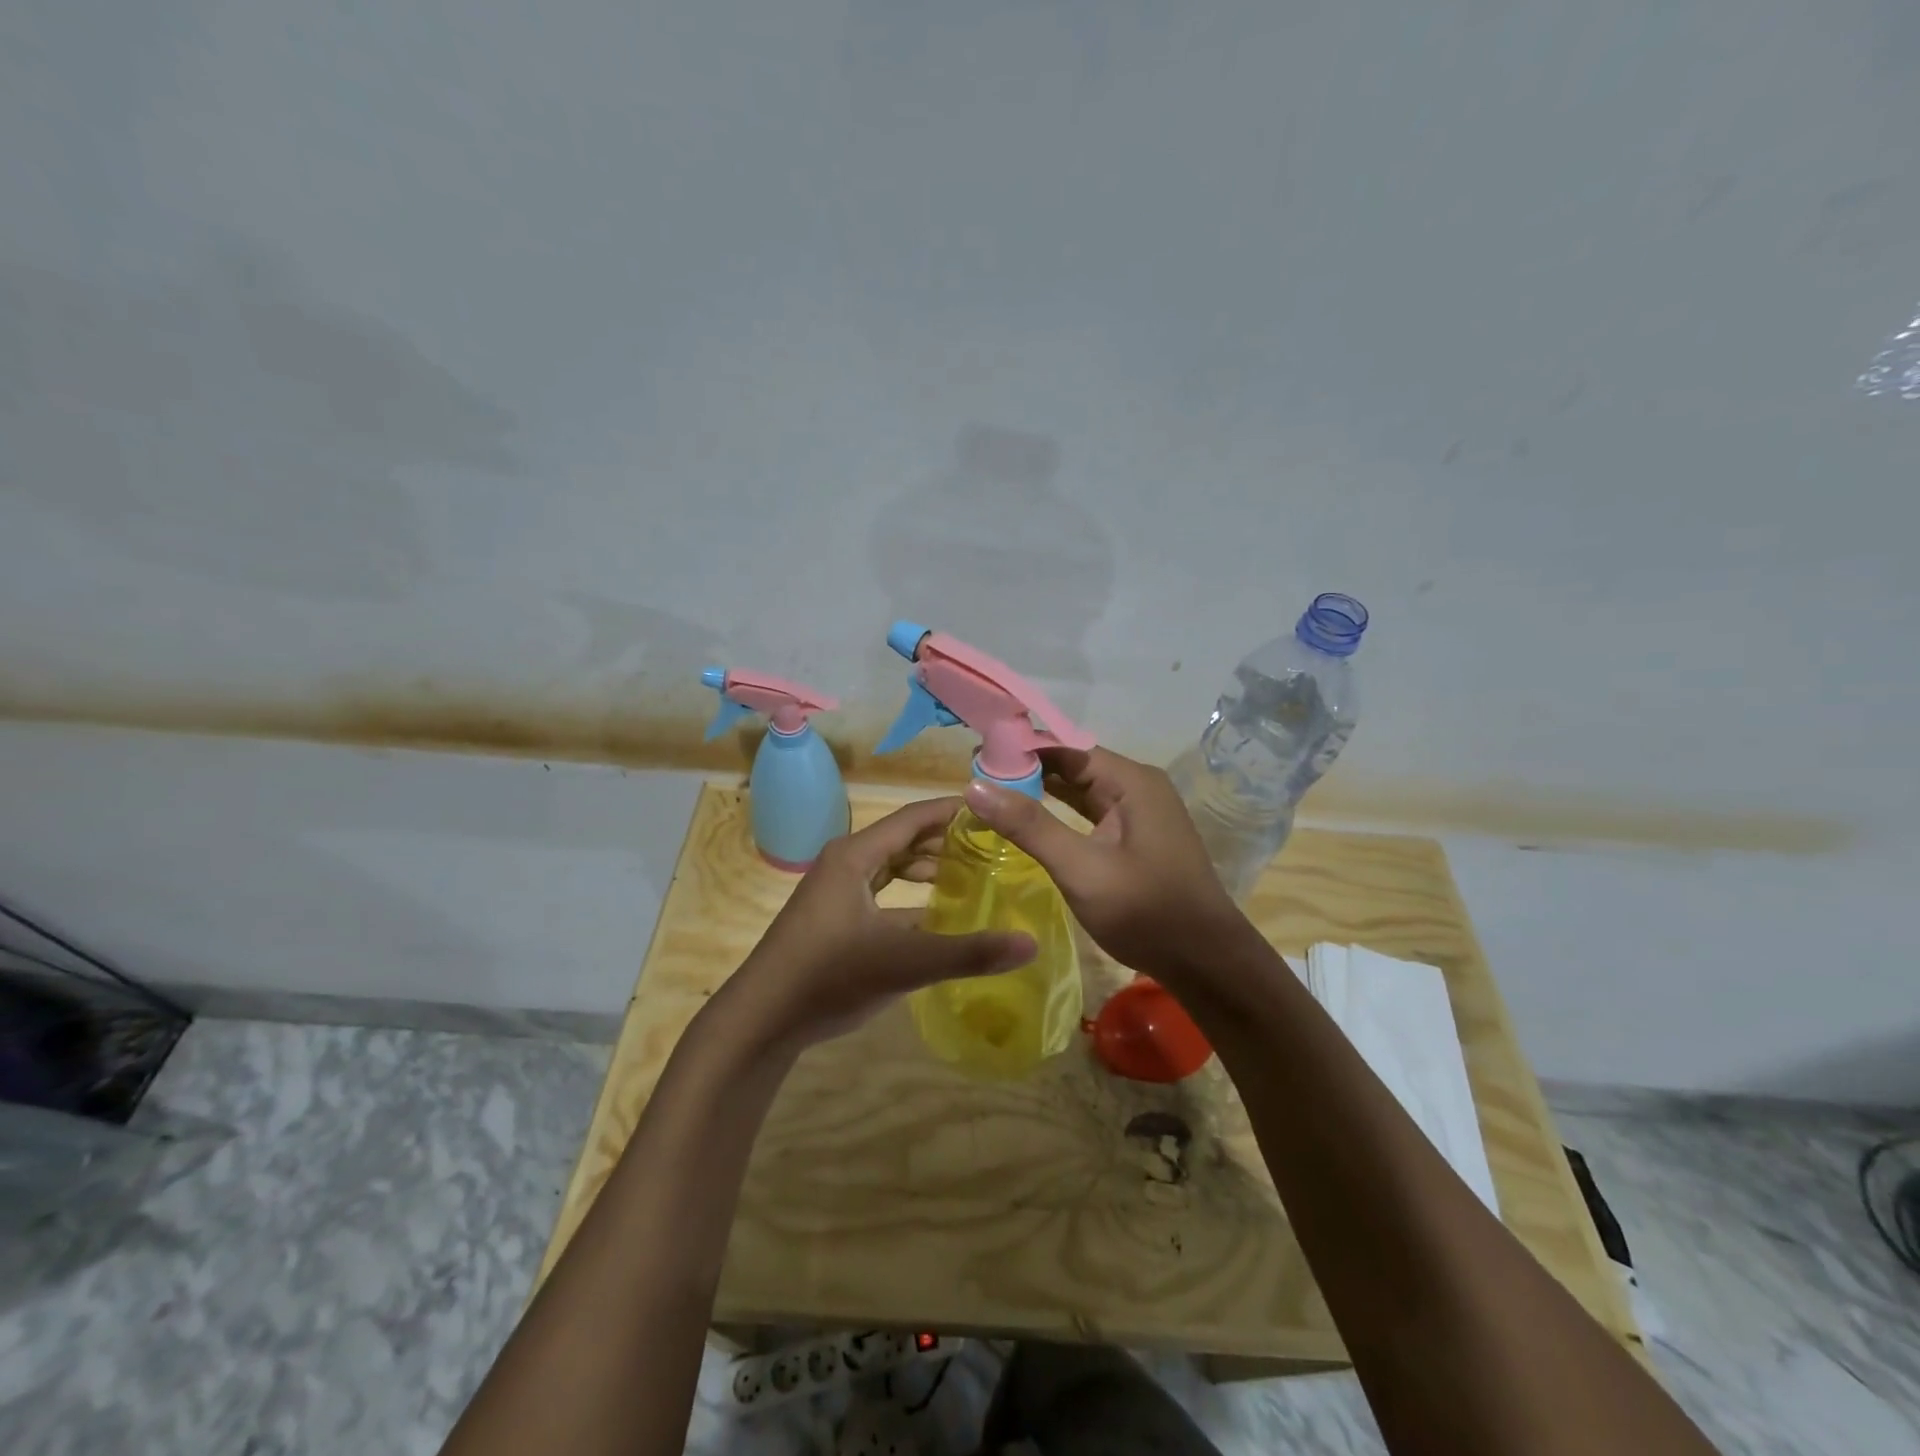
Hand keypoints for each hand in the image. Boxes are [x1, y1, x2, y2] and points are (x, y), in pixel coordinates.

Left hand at [722, 797, 1036, 1051]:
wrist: (761, 1019)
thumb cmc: (829, 977)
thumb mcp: (904, 963)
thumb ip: (968, 953)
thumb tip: (1030, 943)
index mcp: (856, 855)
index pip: (914, 817)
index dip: (953, 811)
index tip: (994, 812)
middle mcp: (844, 862)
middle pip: (903, 838)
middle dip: (945, 839)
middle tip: (992, 847)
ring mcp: (835, 890)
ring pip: (889, 865)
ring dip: (925, 867)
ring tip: (968, 875)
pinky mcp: (832, 917)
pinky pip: (879, 890)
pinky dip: (908, 894)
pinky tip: (933, 914)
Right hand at [963, 747, 1252, 984]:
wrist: (1205, 962)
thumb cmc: (1146, 912)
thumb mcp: (1081, 868)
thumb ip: (1030, 826)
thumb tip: (974, 787)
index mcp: (1131, 781)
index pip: (1066, 747)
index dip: (1021, 749)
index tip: (976, 756)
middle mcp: (1137, 786)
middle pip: (1073, 764)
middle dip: (1026, 769)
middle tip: (975, 777)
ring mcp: (1138, 812)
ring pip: (1080, 789)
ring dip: (1040, 790)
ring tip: (991, 792)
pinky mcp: (1134, 837)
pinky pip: (1090, 811)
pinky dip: (1059, 812)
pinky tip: (1028, 818)